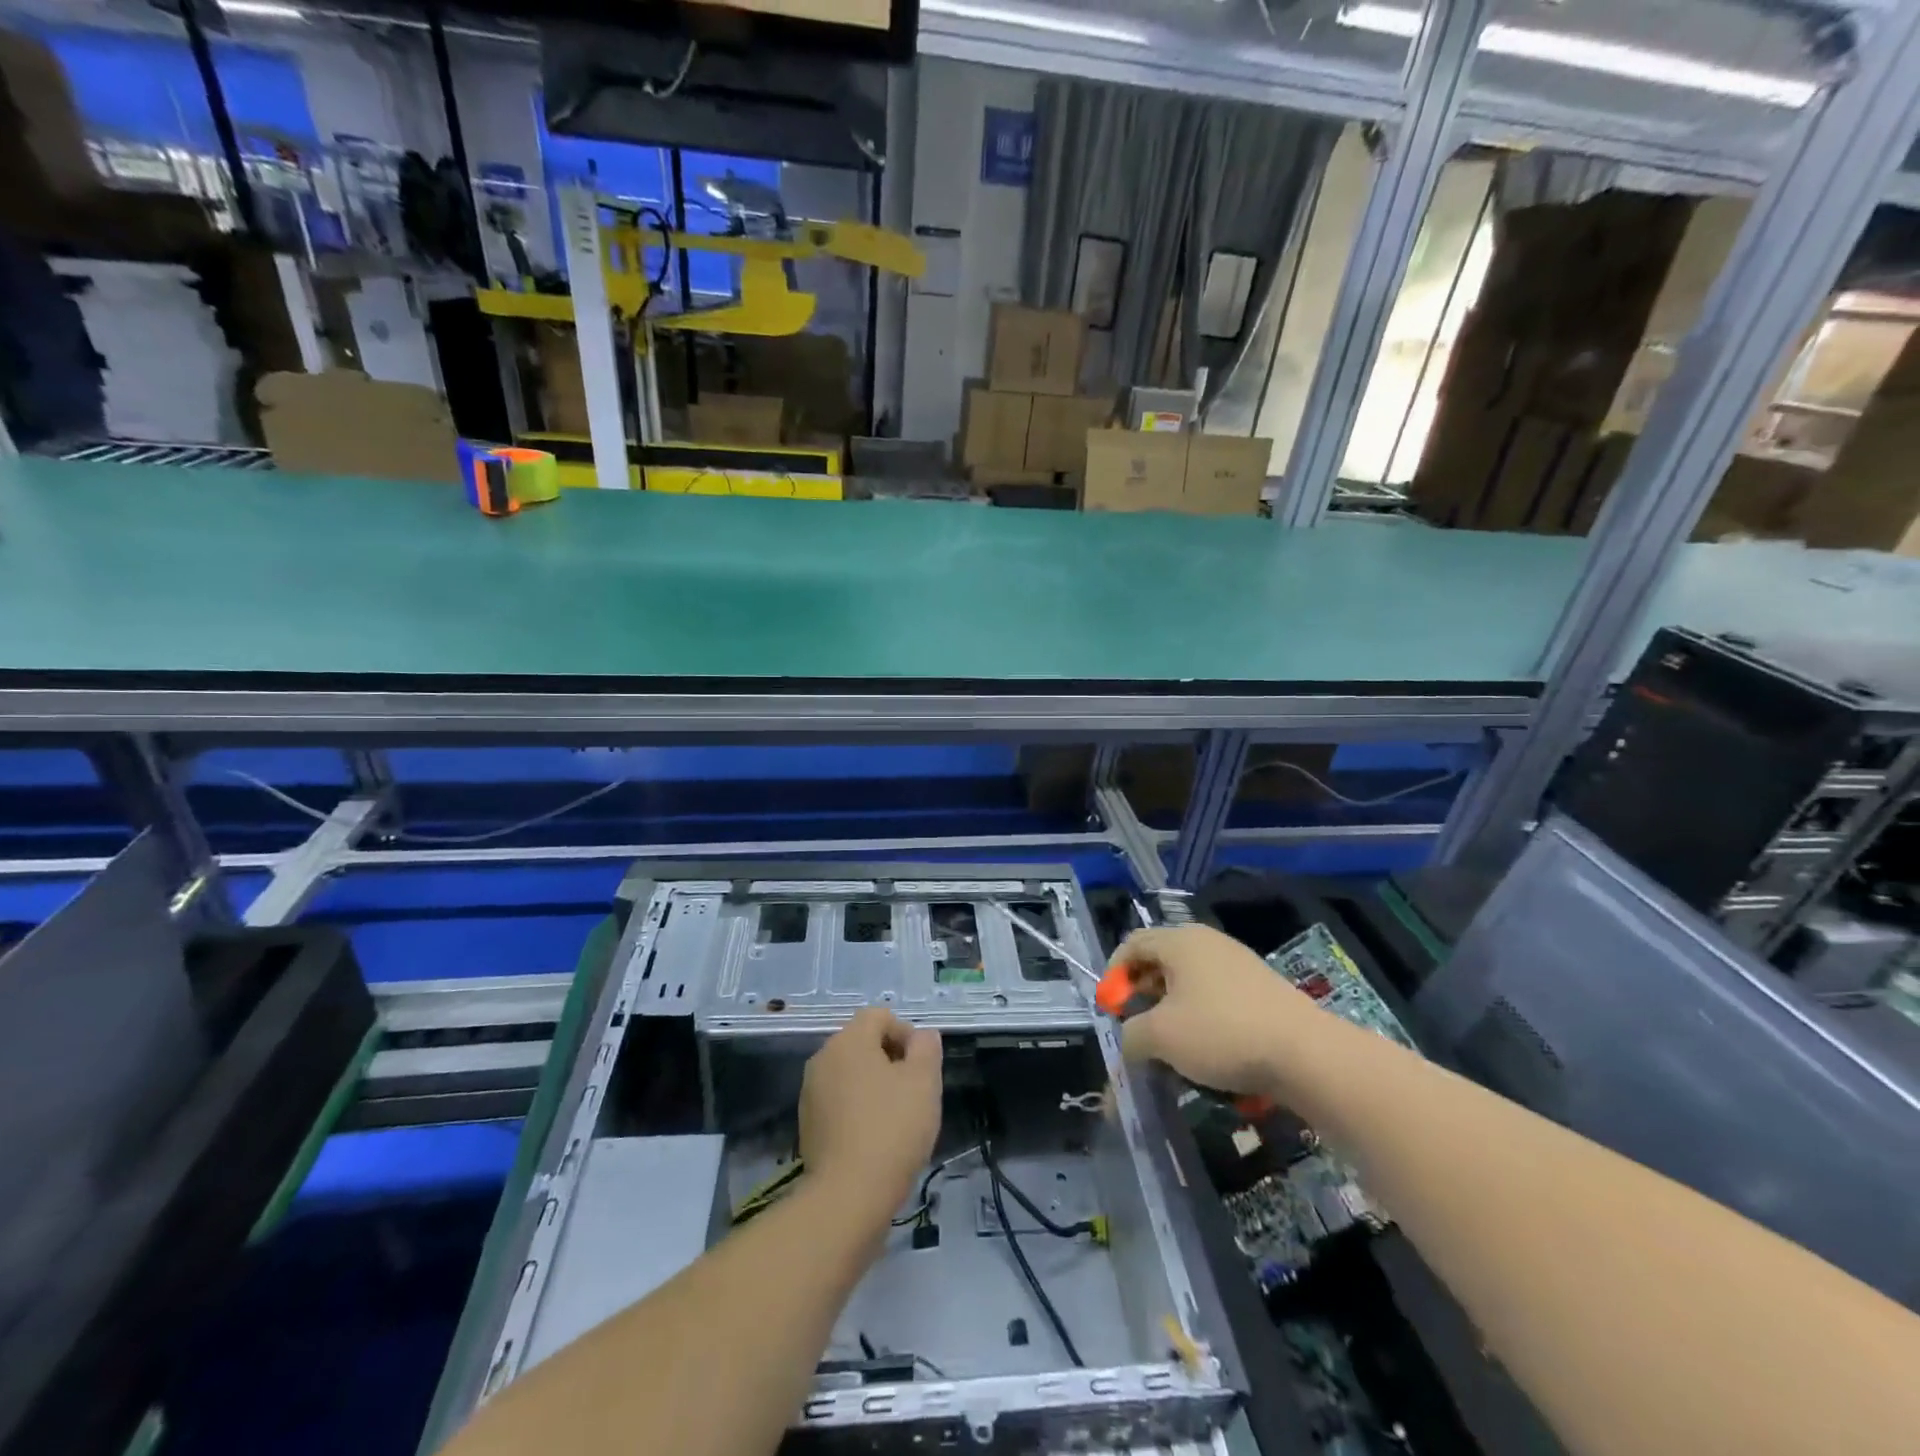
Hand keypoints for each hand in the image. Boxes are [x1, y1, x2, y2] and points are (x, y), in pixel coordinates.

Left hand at [800, 1009, 942, 1218]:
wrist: (848, 1196)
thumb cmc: (892, 1128)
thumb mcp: (924, 1082)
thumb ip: (926, 1048)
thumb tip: (922, 1036)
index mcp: (848, 1040)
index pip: (880, 1016)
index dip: (906, 1033)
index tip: (922, 1067)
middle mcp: (823, 1058)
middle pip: (863, 1043)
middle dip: (891, 1059)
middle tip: (914, 1091)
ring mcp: (811, 1092)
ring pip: (851, 1073)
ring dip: (875, 1085)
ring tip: (897, 1117)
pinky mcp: (808, 1124)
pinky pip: (839, 1101)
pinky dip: (858, 1109)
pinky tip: (875, 1137)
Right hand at [1115, 925, 1315, 1094]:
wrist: (1307, 1054)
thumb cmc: (1222, 1033)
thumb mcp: (1161, 1037)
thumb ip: (1132, 1035)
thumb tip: (1131, 1040)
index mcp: (1180, 941)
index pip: (1132, 944)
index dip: (1113, 975)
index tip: (1112, 1010)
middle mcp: (1207, 942)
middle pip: (1160, 960)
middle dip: (1142, 994)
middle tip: (1137, 1027)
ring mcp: (1238, 963)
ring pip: (1189, 981)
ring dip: (1171, 1010)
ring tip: (1171, 1045)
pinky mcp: (1261, 988)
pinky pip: (1216, 995)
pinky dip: (1201, 1017)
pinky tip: (1208, 1050)